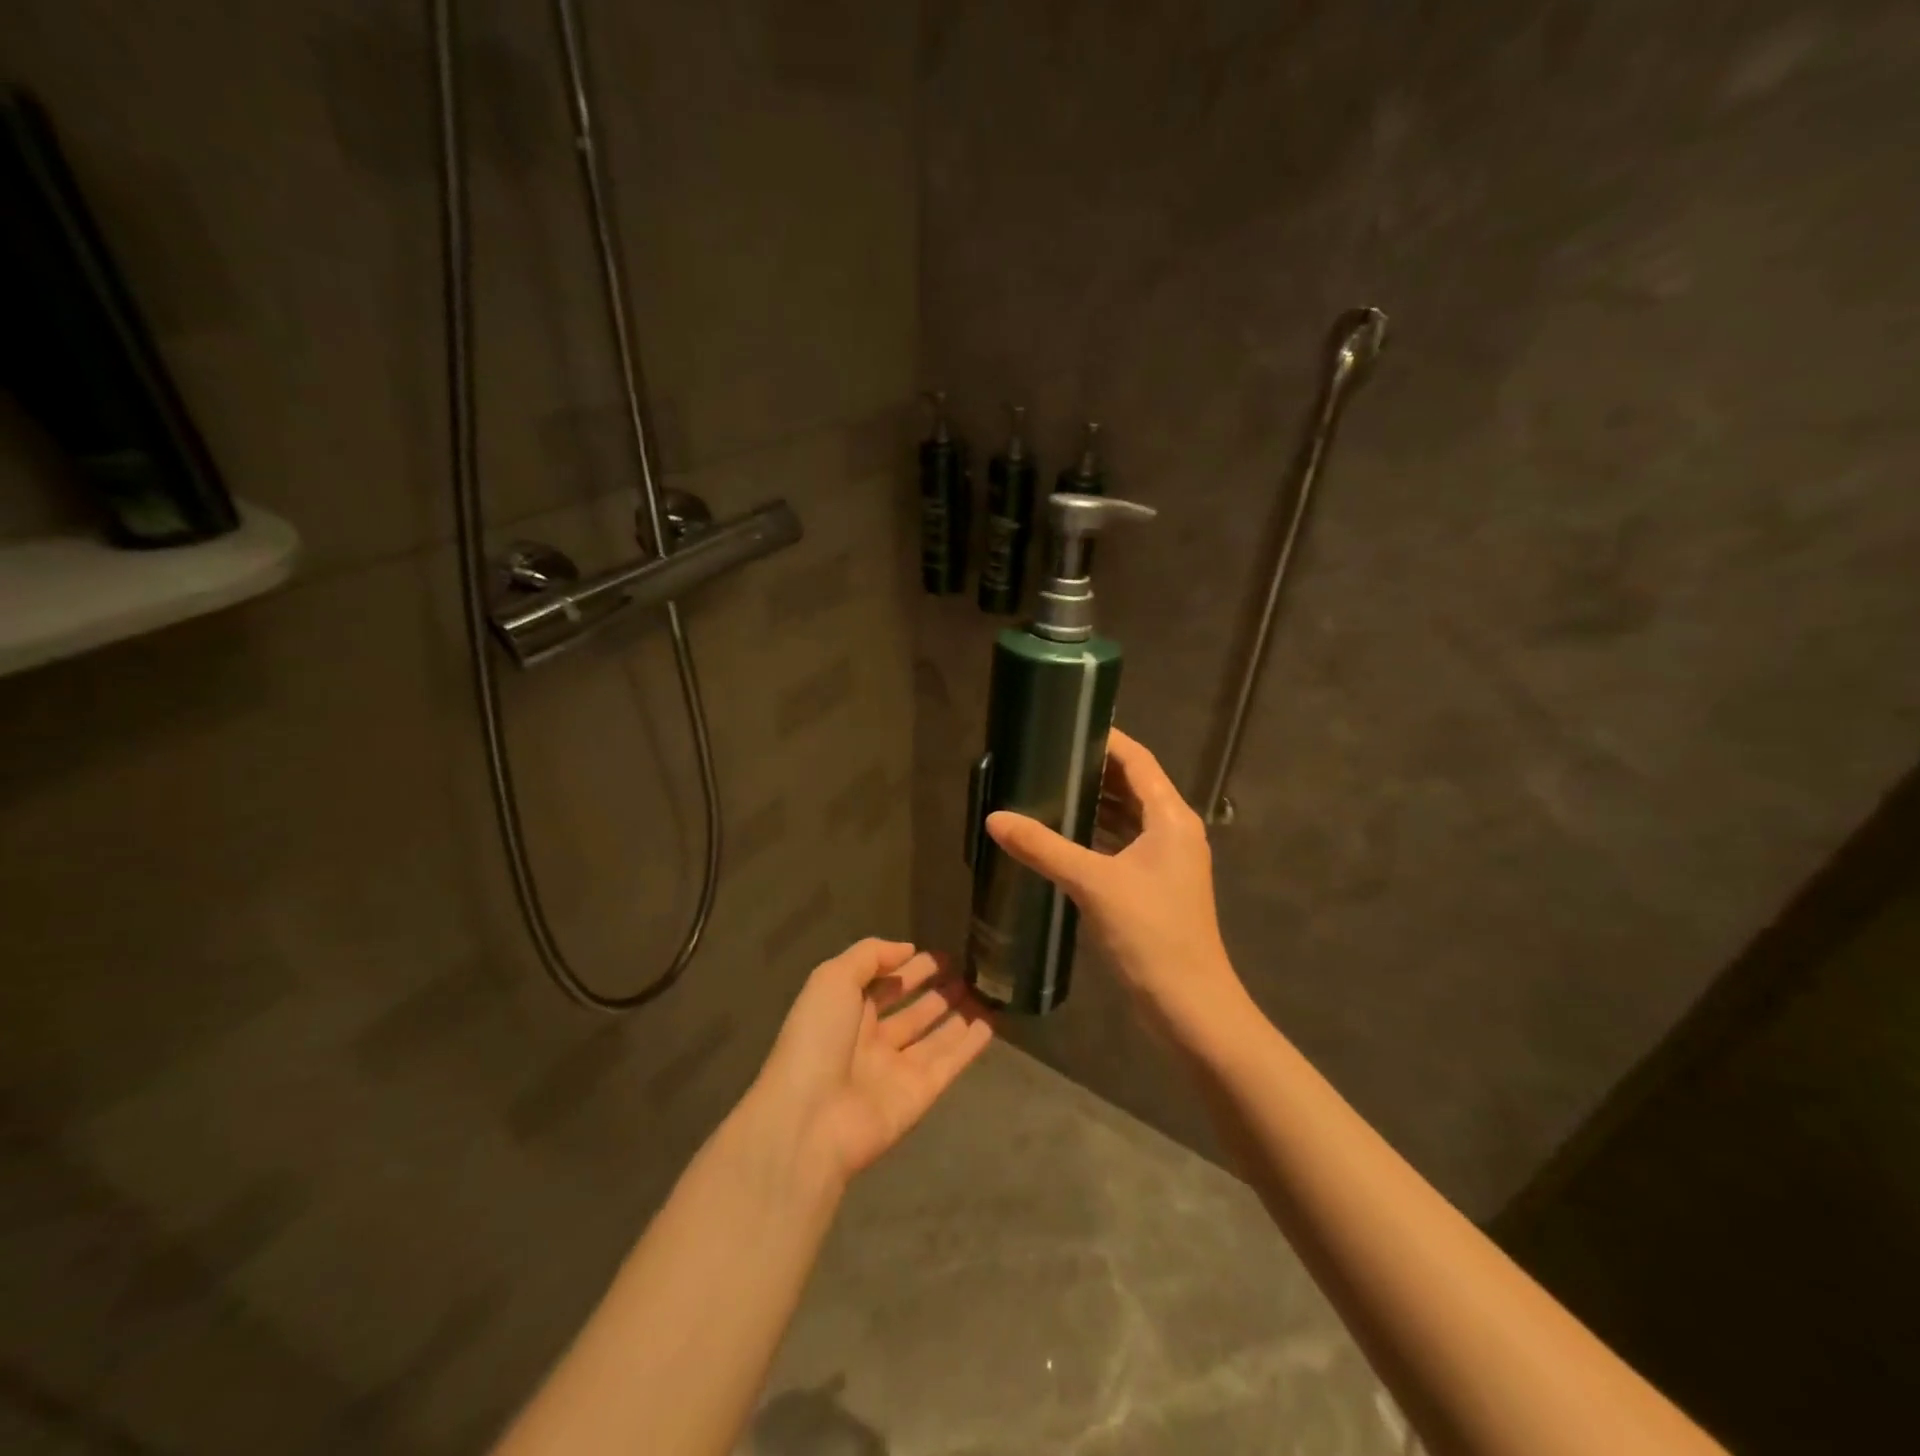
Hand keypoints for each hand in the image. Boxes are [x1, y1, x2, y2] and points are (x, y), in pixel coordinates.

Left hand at [751, 939, 992, 1187]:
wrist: (811, 1120)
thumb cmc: (816, 1040)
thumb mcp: (832, 979)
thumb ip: (870, 956)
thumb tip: (907, 949)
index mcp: (845, 1012)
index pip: (881, 984)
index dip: (906, 967)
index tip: (937, 954)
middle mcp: (871, 1040)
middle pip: (909, 1011)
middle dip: (934, 991)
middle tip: (965, 971)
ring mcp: (896, 1069)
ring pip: (933, 1037)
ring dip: (956, 1015)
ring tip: (983, 992)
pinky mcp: (920, 1095)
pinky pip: (949, 1064)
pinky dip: (970, 1045)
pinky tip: (990, 1024)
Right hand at [985, 729, 1242, 1032]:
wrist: (1189, 1004)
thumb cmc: (1150, 933)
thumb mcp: (1092, 884)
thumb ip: (1043, 848)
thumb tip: (995, 819)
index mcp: (1170, 818)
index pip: (1138, 761)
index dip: (1107, 740)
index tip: (1067, 725)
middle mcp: (1174, 831)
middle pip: (1134, 786)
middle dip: (1095, 770)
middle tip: (1048, 757)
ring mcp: (1168, 860)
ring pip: (1129, 817)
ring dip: (1096, 803)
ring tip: (1050, 788)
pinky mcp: (1156, 886)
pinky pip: (1125, 844)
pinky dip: (1099, 834)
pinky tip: (1066, 837)